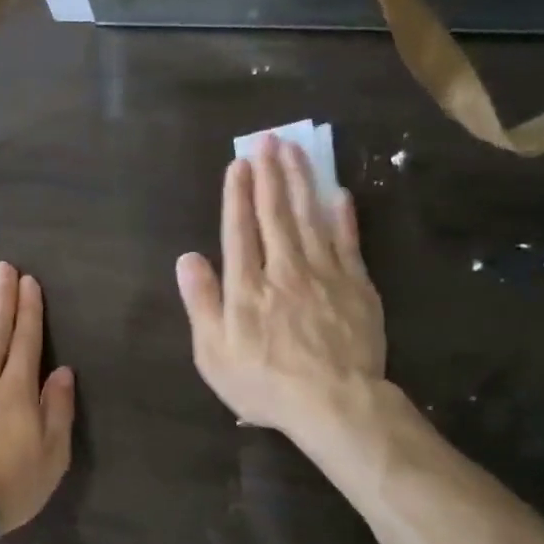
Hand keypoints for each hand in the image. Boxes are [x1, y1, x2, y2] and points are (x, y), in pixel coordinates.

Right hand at [176, 135, 385, 439]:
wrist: (335, 403)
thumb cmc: (265, 384)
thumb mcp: (214, 354)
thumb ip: (201, 303)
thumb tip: (187, 258)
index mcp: (247, 287)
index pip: (239, 229)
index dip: (237, 195)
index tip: (239, 164)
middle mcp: (284, 269)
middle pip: (275, 213)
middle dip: (270, 174)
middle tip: (268, 140)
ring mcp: (324, 274)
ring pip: (310, 217)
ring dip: (301, 181)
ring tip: (295, 151)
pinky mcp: (356, 285)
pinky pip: (347, 241)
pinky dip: (342, 216)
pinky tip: (338, 193)